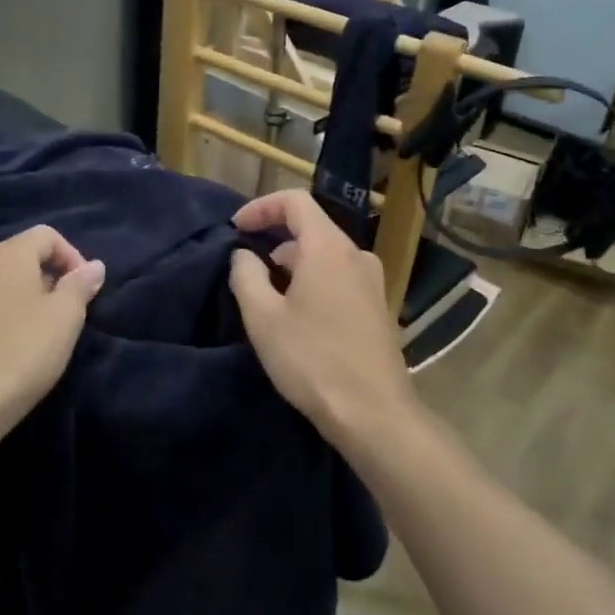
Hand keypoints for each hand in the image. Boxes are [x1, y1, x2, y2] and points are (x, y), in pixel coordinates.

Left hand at [0, 226, 105, 453]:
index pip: (48, 235)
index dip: (74, 256)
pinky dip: (15, 314)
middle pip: (27, 255)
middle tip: (73, 311)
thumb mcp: (65, 317)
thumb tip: (93, 266)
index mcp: (8, 255)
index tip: (87, 290)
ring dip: (36, 297)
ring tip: (51, 331)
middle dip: (56, 277)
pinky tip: (23, 346)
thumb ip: (81, 285)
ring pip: (11, 283)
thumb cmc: (22, 352)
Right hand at [227, 189, 414, 436]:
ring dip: (293, 267)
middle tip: (248, 272)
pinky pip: (340, 278)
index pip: (295, 201)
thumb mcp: (263, 318)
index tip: (236, 228)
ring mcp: (373, 282)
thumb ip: (246, 275)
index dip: (261, 207)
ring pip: (325, 257)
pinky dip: (314, 283)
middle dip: (274, 242)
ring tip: (269, 300)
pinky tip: (299, 318)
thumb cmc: (312, 359)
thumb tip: (243, 255)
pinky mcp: (379, 307)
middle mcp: (357, 255)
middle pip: (311, 229)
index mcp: (329, 248)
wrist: (374, 413)